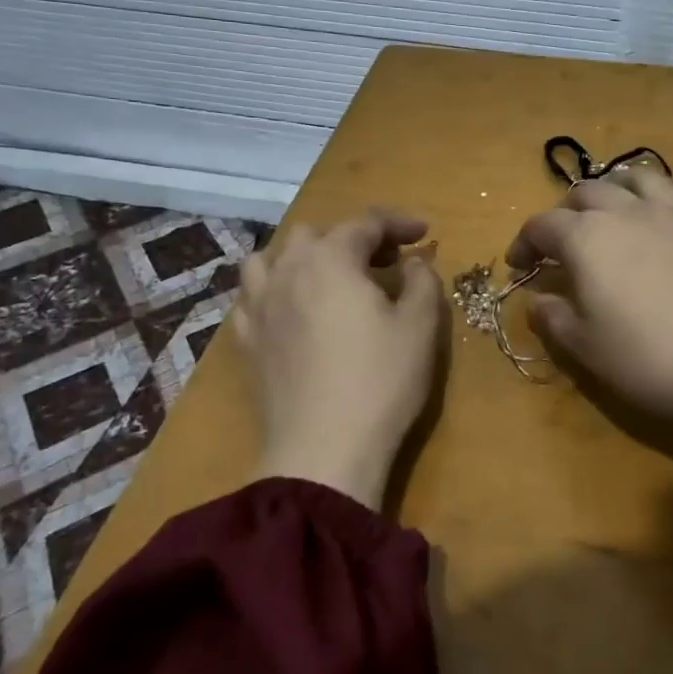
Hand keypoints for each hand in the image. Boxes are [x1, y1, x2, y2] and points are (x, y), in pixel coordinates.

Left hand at [231, 209, 445, 509]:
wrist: (324, 450)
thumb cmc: (380, 381)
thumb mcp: (420, 326)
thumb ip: (422, 281)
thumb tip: (414, 262)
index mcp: (331, 259)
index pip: (364, 223)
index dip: (398, 223)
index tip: (424, 234)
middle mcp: (288, 272)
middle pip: (314, 234)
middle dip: (351, 238)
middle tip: (384, 262)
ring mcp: (260, 307)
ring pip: (270, 258)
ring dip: (302, 257)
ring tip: (328, 277)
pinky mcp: (247, 342)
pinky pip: (252, 298)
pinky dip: (274, 291)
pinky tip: (291, 310)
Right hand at [507, 171, 672, 473]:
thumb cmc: (650, 358)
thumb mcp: (585, 348)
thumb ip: (553, 318)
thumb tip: (538, 300)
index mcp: (586, 239)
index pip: (541, 226)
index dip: (524, 244)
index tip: (520, 267)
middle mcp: (626, 212)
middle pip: (586, 193)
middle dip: (566, 213)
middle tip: (564, 242)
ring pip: (636, 179)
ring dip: (615, 190)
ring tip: (613, 211)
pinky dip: (670, 190)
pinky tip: (669, 205)